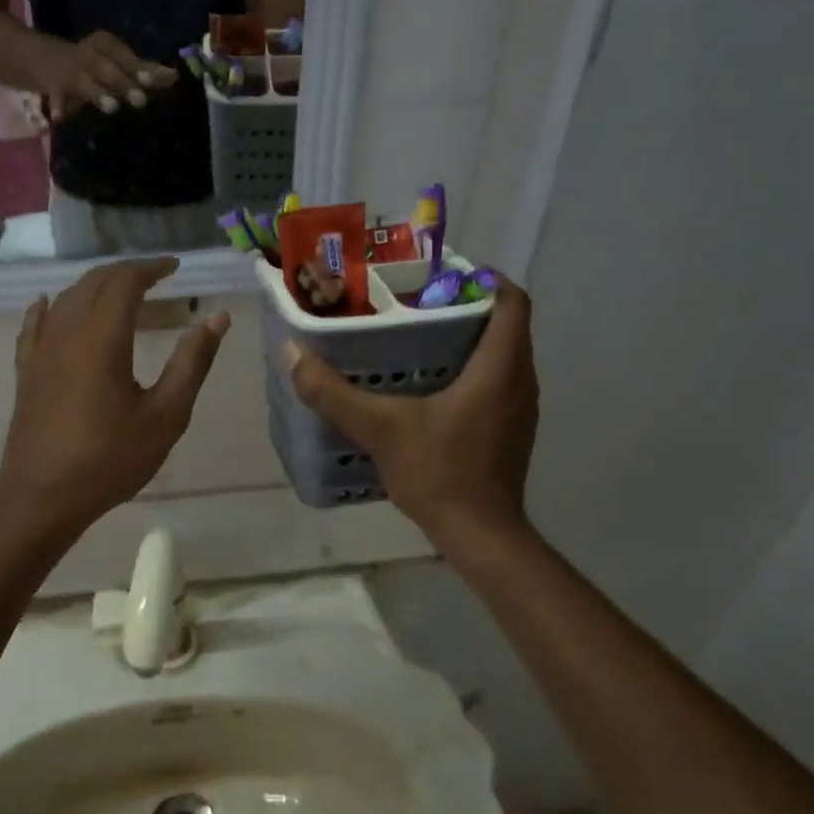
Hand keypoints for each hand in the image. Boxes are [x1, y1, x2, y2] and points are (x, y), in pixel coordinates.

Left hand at [0, 257, 230, 534]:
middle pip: (93, 282)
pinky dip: (49, 307)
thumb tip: (216, 318)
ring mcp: (40, 351)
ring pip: (66, 299)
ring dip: (95, 286)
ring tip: (121, 290)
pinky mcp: (27, 371)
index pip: (125, 282)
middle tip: (156, 275)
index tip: (175, 267)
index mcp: (102, 338)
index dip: (151, 268)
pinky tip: (48, 303)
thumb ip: (192, 362)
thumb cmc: (110, 460)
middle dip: (126, 272)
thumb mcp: (166, 415)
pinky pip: (35, 325)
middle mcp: (66, 332)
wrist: (42, 498)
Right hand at [40, 32, 176, 118]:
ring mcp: (68, 71)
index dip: (136, 66)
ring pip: (83, 82)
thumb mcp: (117, 63)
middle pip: (104, 67)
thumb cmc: (95, 65)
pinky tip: (59, 117)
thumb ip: (144, 71)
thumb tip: (174, 77)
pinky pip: (55, 96)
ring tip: (112, 107)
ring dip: (97, 93)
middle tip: (141, 101)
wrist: (44, 60)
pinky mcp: (53, 87)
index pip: (121, 52)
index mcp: (103, 44)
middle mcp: (86, 54)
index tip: (151, 80)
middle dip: (123, 82)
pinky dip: (57, 105)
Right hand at [284, 276, 537, 543]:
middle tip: (412, 303)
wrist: (480, 537)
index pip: (512, 300)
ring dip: (466, 340)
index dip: (482, 279)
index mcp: (501, 367)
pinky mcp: (511, 429)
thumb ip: (333, 393)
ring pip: (500, 354)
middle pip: (503, 323)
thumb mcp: (380, 429)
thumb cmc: (441, 474)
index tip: (438, 277)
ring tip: (415, 337)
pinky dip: (469, 370)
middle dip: (462, 307)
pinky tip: (427, 385)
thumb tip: (292, 354)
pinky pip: (495, 380)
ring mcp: (519, 407)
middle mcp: (520, 380)